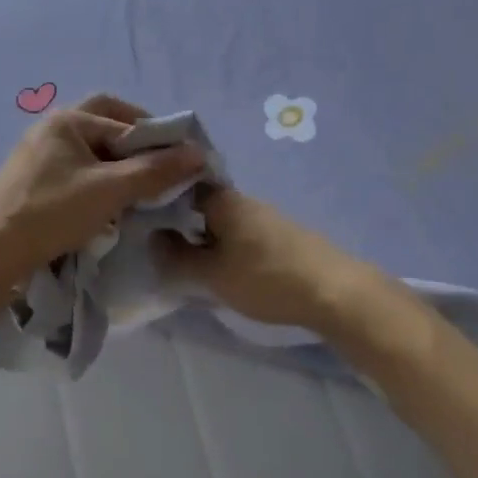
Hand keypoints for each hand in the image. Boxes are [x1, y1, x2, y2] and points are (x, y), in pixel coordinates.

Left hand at [0, 94, 205, 291]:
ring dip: (118, 164)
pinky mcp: (33, 180)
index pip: (124, 119)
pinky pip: (76, 170)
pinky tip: (108, 203)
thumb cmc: (52, 212)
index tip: (183, 161)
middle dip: (136, 144)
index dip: (157, 138)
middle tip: (161, 166)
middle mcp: (51, 128)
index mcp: (67, 120)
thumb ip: (154, 170)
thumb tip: (198, 153)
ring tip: (140, 189)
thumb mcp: (109, 190)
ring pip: (91, 151)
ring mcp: (38, 154)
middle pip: (105, 125)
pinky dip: (98, 179)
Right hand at [154, 187, 374, 334]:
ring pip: (224, 220)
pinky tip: (226, 267)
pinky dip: (228, 246)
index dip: (161, 198)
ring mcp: (267, 217)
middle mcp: (245, 200)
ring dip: (207, 236)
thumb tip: (152, 238)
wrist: (335, 292)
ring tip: (191, 262)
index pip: (183, 184)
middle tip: (162, 246)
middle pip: (203, 204)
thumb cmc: (265, 278)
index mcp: (223, 200)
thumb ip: (177, 257)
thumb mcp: (211, 275)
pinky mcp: (283, 236)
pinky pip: (243, 234)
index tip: (142, 217)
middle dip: (183, 221)